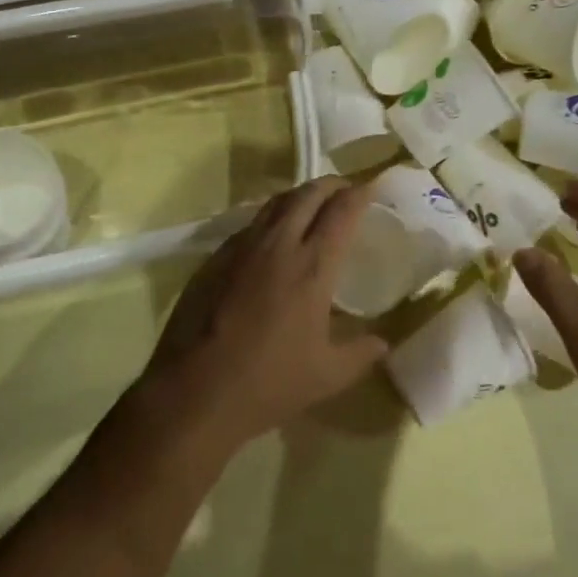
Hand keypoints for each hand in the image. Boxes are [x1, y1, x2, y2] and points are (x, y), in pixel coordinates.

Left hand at [137, 177, 388, 452]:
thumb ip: (361, 354)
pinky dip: (271, 217)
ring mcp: (242, 247)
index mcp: (312, 266)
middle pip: (308, 194)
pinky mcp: (216, 257)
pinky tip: (273, 237)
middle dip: (331, 185)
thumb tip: (383, 343)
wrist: (194, 391)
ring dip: (300, 196)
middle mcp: (278, 244)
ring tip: (312, 204)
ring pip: (276, 202)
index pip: (341, 211)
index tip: (371, 190)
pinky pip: (251, 223)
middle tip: (345, 191)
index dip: (359, 194)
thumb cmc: (267, 383)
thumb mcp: (327, 376)